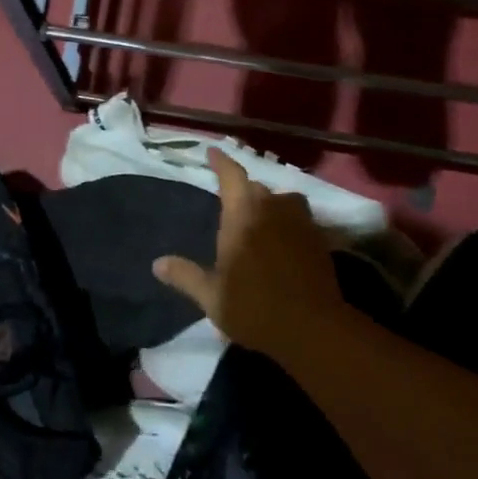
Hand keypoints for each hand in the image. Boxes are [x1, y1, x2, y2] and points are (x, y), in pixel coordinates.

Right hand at [152, 148, 344, 358]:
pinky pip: (300, 219)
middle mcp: (273, 209)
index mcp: (242, 215)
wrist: (312, 327)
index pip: (231, 176)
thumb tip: (157, 264)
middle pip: (256, 188)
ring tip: (260, 219)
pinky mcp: (320, 240)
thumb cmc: (254, 307)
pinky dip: (289, 223)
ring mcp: (300, 222)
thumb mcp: (211, 296)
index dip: (221, 162)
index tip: (212, 152)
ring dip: (270, 204)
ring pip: (283, 200)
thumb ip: (185, 276)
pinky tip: (284, 241)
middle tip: (231, 202)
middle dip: (243, 190)